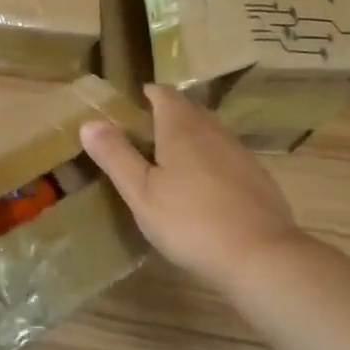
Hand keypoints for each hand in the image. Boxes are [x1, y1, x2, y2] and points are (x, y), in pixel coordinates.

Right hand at [81, 85, 313, 296]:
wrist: (260, 256)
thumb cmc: (190, 221)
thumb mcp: (140, 192)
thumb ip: (115, 155)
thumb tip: (89, 122)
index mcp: (181, 128)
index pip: (164, 95)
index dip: (148, 94)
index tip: (134, 101)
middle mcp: (213, 131)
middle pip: (189, 110)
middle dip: (168, 113)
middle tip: (145, 131)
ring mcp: (239, 153)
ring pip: (210, 132)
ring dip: (190, 136)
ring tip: (171, 157)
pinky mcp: (258, 177)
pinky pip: (226, 155)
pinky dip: (210, 159)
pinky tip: (204, 185)